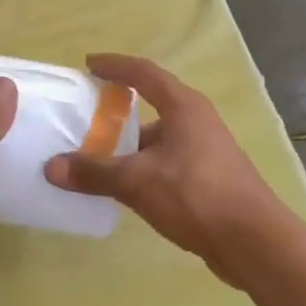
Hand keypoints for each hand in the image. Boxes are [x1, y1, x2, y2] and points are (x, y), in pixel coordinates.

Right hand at [43, 55, 287, 285]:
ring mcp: (206, 150)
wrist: (254, 242)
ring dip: (130, 144)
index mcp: (183, 106)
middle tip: (86, 115)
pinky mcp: (209, 178)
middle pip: (152, 104)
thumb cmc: (196, 195)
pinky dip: (143, 166)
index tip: (89, 64)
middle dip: (118, 109)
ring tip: (96, 156)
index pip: (143, 72)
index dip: (115, 65)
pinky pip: (166, 161)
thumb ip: (94, 172)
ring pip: (158, 138)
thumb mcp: (137, 181)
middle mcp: (197, 120)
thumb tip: (51, 167)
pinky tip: (124, 187)